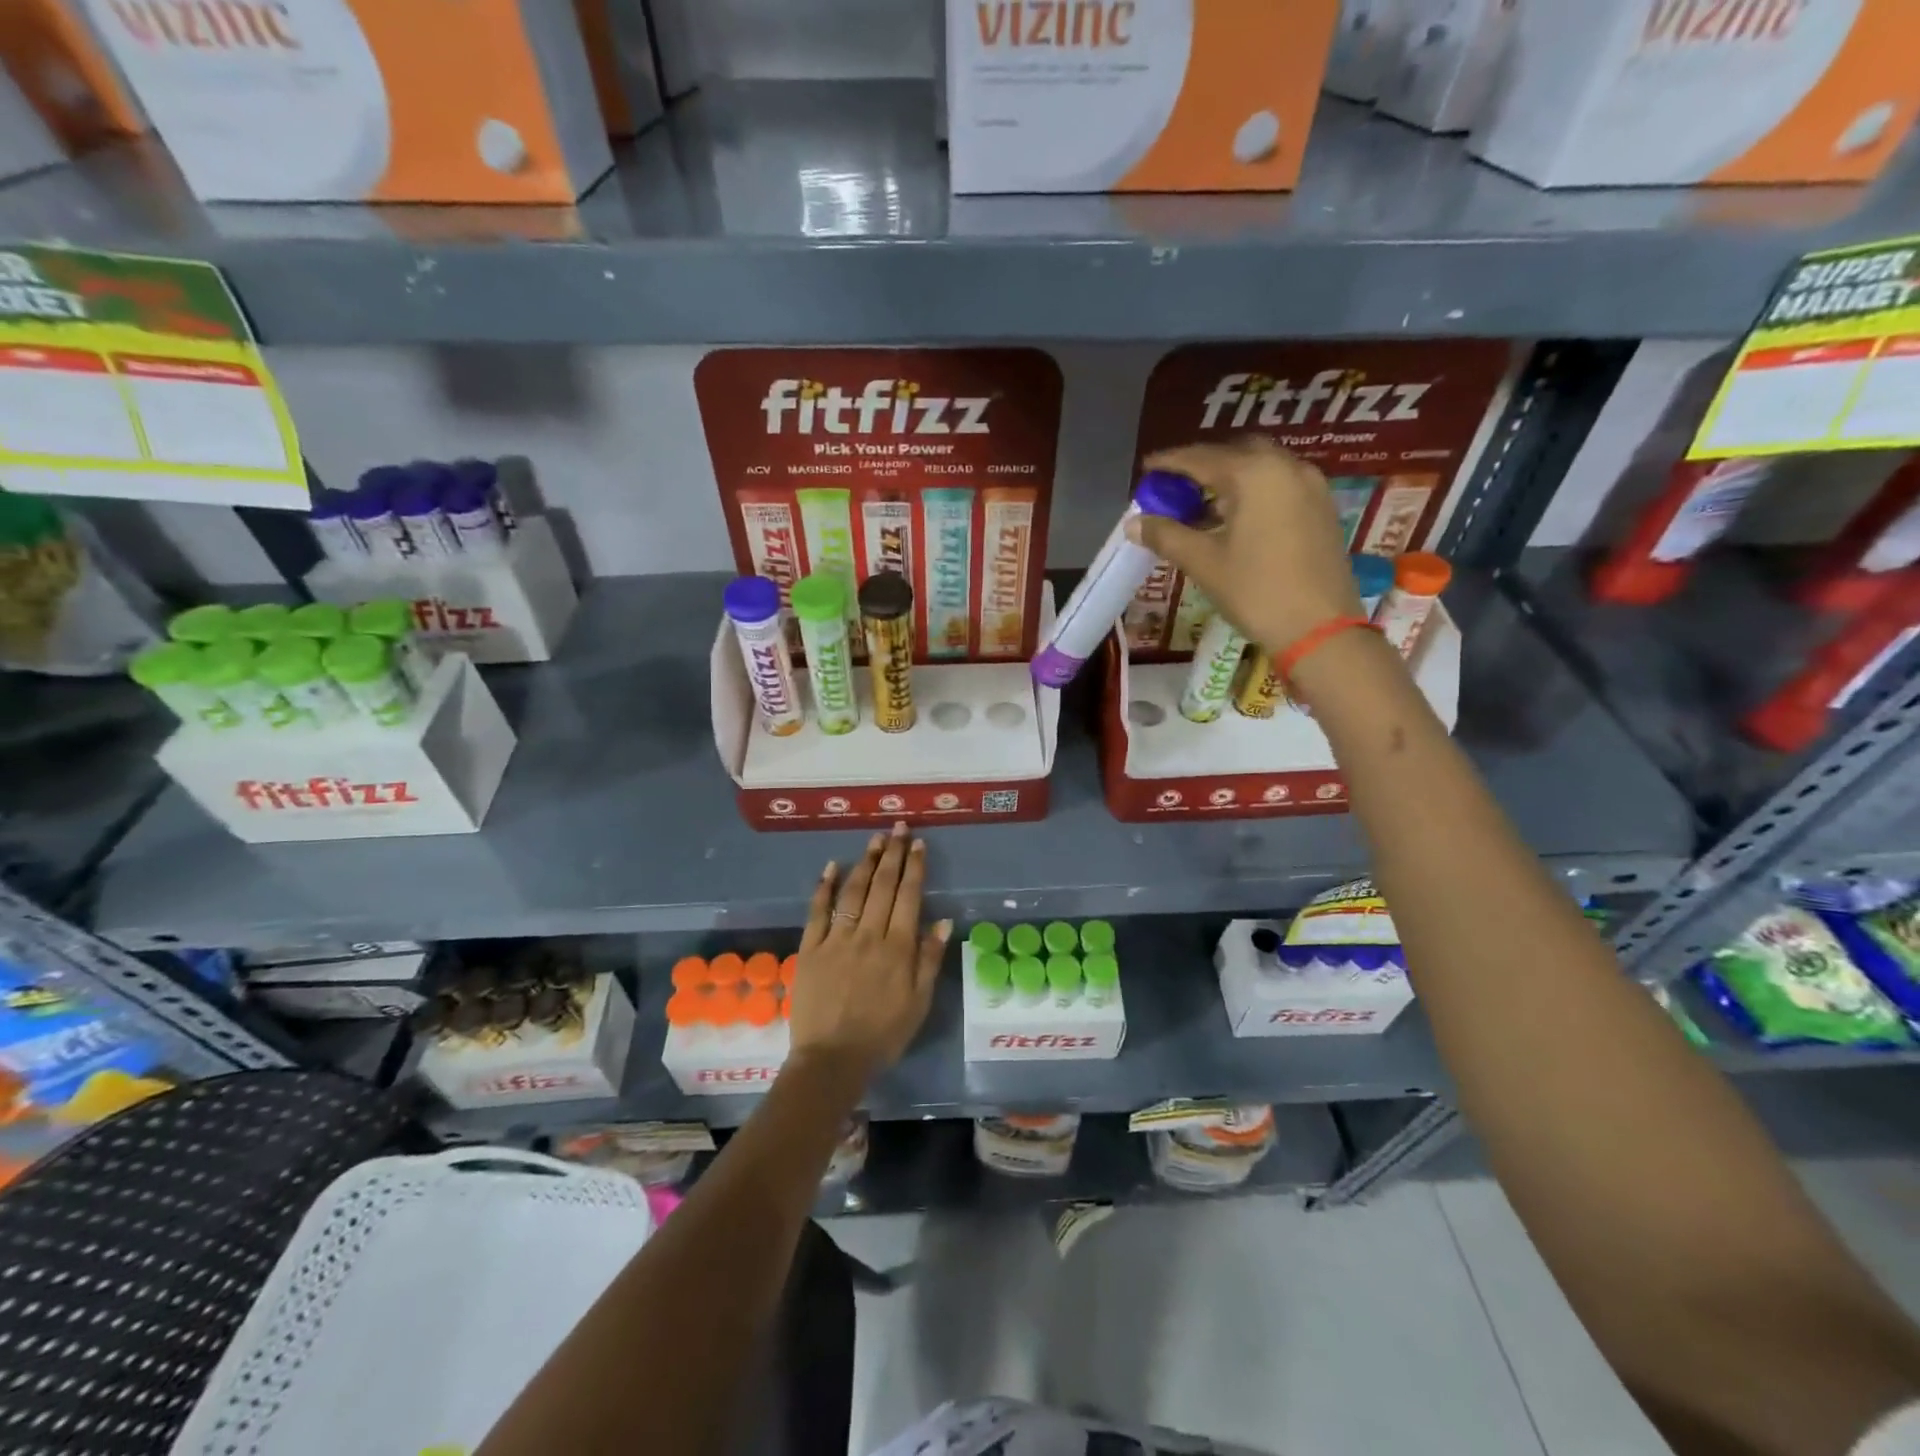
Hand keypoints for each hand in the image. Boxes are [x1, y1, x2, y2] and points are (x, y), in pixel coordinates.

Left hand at [787, 822, 949, 1080]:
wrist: (832, 1060)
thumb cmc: (883, 1034)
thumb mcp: (919, 1002)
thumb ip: (929, 959)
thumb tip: (942, 920)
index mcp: (898, 948)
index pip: (909, 896)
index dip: (914, 867)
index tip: (918, 843)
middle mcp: (868, 934)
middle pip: (883, 886)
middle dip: (893, 853)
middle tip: (898, 828)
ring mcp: (836, 939)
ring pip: (853, 891)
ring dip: (865, 862)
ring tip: (875, 839)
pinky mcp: (810, 948)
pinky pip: (818, 911)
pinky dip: (824, 887)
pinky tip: (831, 866)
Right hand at [1129, 437, 1364, 653]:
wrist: (1320, 628)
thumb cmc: (1256, 591)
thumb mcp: (1203, 562)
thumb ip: (1166, 535)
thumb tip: (1134, 522)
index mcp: (1254, 474)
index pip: (1202, 458)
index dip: (1170, 462)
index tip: (1147, 468)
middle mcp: (1286, 467)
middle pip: (1236, 453)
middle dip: (1203, 465)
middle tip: (1176, 486)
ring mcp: (1311, 486)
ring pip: (1261, 468)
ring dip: (1229, 478)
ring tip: (1201, 505)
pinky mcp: (1322, 508)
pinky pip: (1279, 485)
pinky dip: (1252, 491)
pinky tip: (1235, 518)